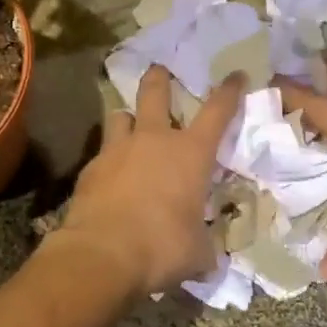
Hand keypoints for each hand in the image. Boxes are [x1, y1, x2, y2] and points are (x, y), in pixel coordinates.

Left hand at [56, 65, 245, 295]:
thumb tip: (206, 256)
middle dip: (159, 78)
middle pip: (155, 92)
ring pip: (121, 116)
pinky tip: (110, 179)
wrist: (103, 254)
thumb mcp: (198, 252)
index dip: (229, 91)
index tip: (236, 75)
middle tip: (160, 70)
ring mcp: (116, 151)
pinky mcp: (89, 169)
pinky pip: (102, 154)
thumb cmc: (163, 247)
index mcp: (191, 154)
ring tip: (130, 126)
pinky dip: (109, 161)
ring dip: (128, 119)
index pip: (217, 112)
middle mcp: (153, 141)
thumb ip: (203, 244)